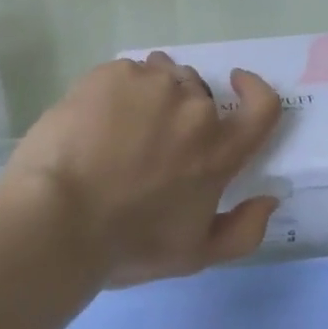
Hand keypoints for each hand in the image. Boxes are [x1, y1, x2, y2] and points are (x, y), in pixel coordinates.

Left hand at [0, 52, 283, 287]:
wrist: (57, 218)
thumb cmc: (127, 244)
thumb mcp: (194, 256)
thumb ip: (243, 232)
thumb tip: (270, 199)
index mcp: (219, 151)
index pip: (261, 107)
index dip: (255, 90)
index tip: (237, 81)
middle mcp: (194, 109)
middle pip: (198, 92)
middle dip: (181, 109)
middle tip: (149, 139)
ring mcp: (152, 84)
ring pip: (161, 75)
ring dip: (150, 94)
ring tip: (118, 125)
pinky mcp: (112, 73)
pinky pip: (125, 72)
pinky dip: (117, 90)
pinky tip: (94, 118)